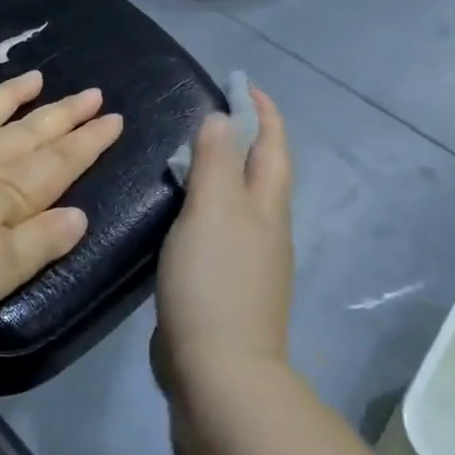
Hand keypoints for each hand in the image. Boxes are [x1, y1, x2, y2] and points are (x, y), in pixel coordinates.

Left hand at [0, 70, 123, 330]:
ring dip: (9, 96)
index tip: (113, 118)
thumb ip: (41, 241)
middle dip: (63, 114)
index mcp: (6, 193)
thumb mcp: (0, 272)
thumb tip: (79, 215)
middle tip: (91, 92)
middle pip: (27, 133)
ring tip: (34, 76)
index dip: (88, 142)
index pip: (59, 163)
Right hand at [152, 86, 294, 397]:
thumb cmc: (215, 281)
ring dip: (224, 172)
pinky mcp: (226, 285)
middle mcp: (266, 230)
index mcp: (267, 208)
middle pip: (262, 174)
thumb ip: (217, 162)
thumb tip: (223, 116)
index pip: (272, 147)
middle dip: (246, 139)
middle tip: (212, 114)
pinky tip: (181, 213)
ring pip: (240, 202)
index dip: (262, 113)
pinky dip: (206, 206)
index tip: (243, 84)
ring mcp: (250, 261)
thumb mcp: (213, 211)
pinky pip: (219, 229)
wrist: (220, 370)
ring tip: (191, 156)